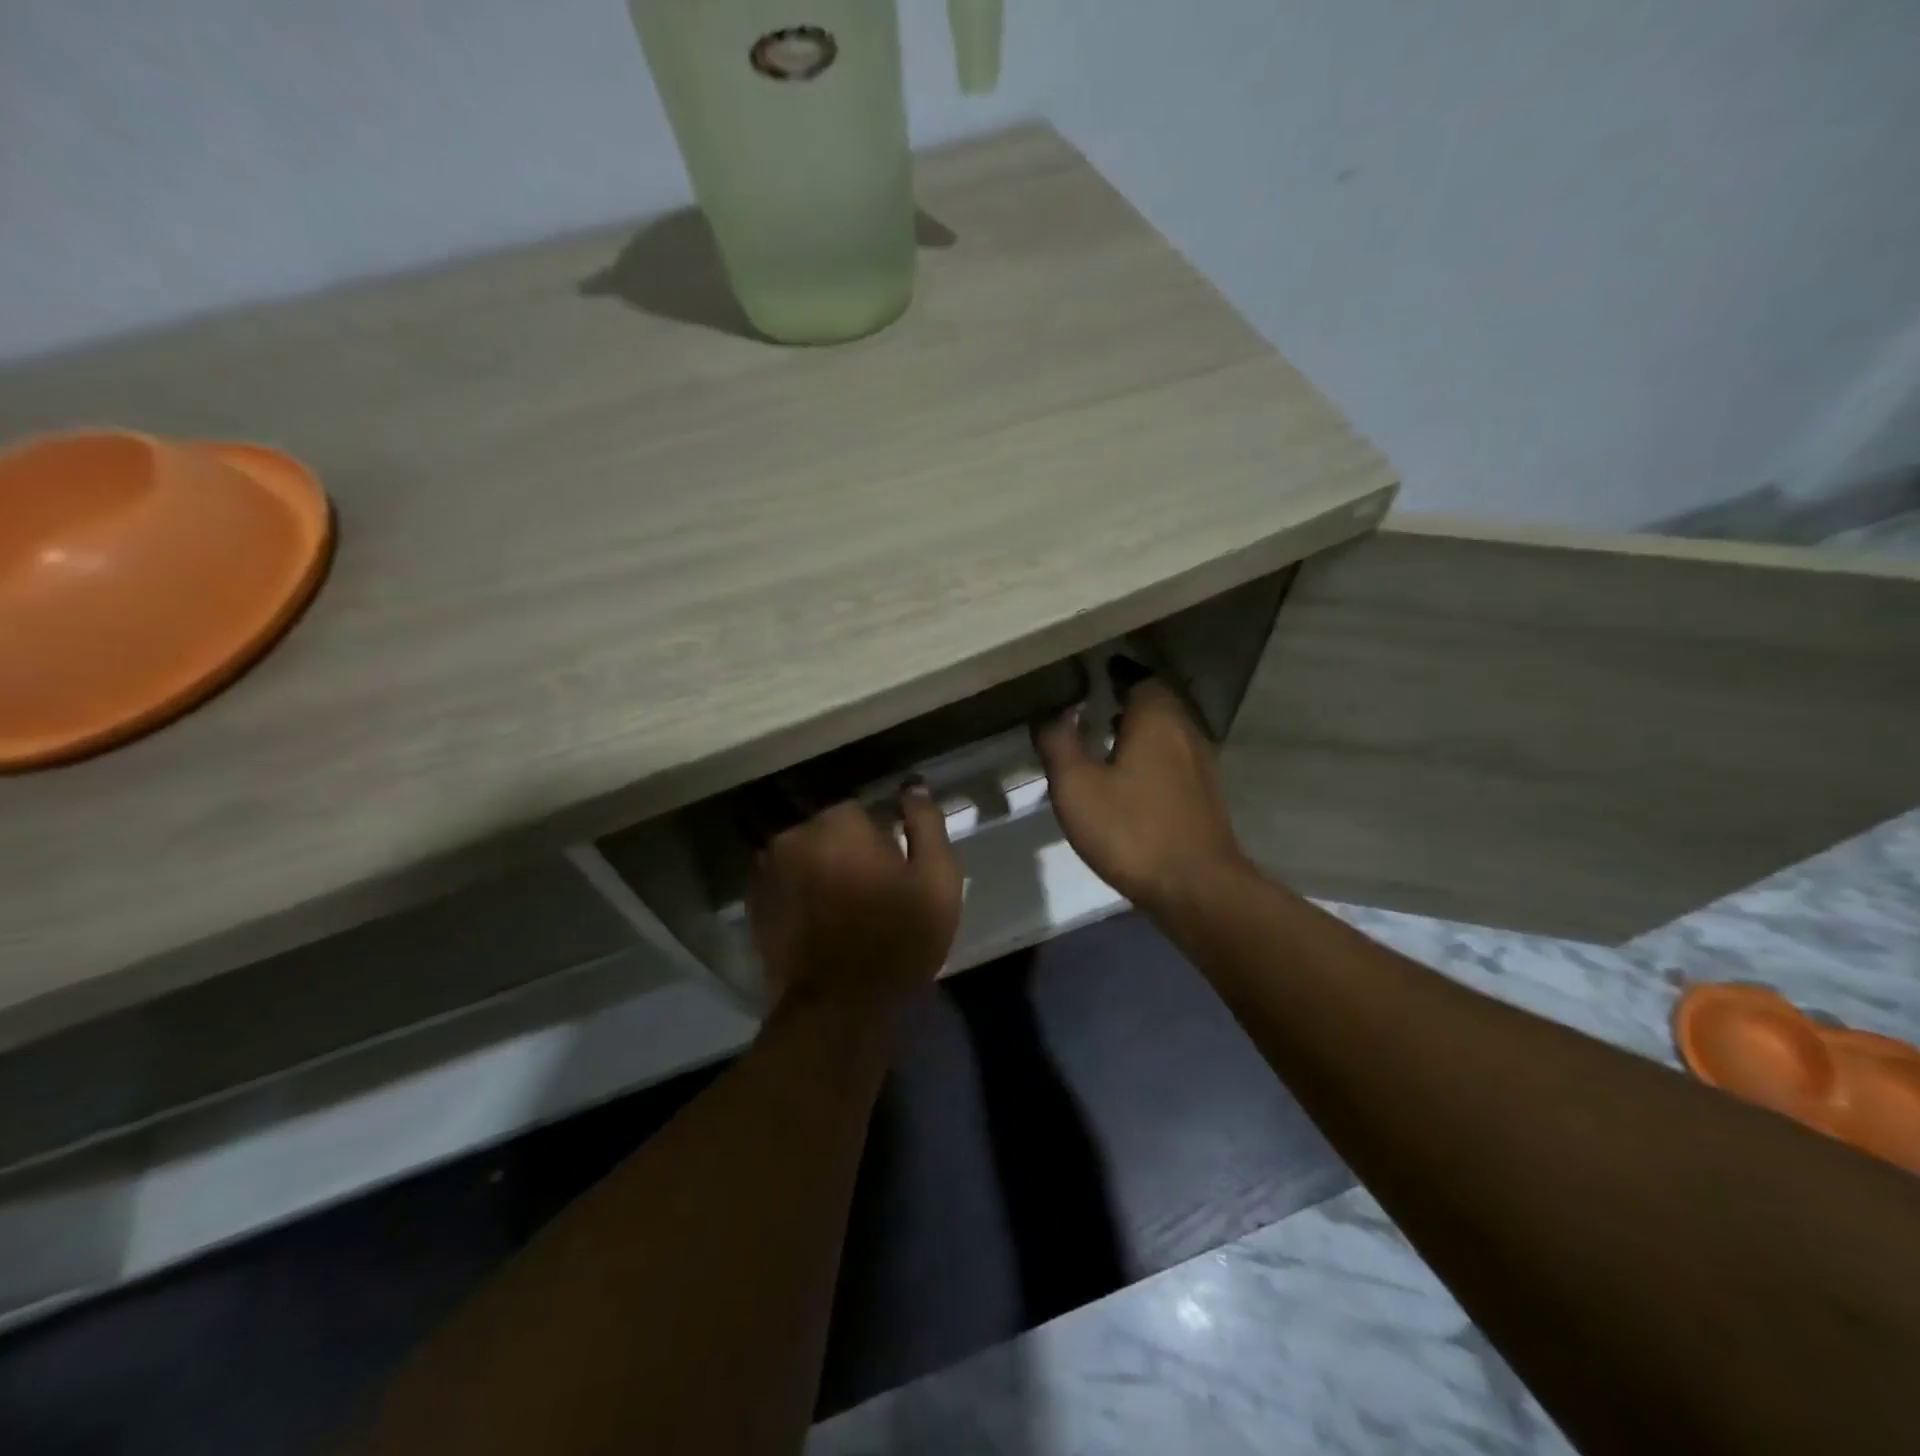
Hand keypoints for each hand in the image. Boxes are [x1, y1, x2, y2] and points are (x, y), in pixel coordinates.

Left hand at [748, 792, 963, 1015]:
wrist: (841, 1009)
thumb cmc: (898, 939)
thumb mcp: (936, 879)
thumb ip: (926, 824)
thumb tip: (912, 787)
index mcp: (837, 824)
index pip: (859, 812)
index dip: (879, 841)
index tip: (891, 872)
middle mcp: (793, 837)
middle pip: (826, 833)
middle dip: (845, 853)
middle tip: (869, 893)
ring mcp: (767, 873)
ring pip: (802, 858)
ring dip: (819, 872)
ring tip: (842, 911)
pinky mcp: (755, 907)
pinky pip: (784, 886)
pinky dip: (799, 896)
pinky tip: (818, 925)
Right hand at [1034, 678, 1246, 910]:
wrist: (1196, 887)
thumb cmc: (1131, 830)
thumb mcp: (1077, 787)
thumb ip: (1059, 744)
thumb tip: (1052, 714)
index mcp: (1156, 719)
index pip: (1139, 677)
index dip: (1115, 674)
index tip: (1090, 676)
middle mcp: (1185, 731)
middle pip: (1156, 703)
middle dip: (1126, 700)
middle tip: (1091, 705)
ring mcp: (1201, 764)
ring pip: (1167, 732)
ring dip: (1139, 730)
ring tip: (1105, 740)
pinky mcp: (1204, 795)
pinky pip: (1173, 759)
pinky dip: (1151, 757)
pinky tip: (1129, 779)